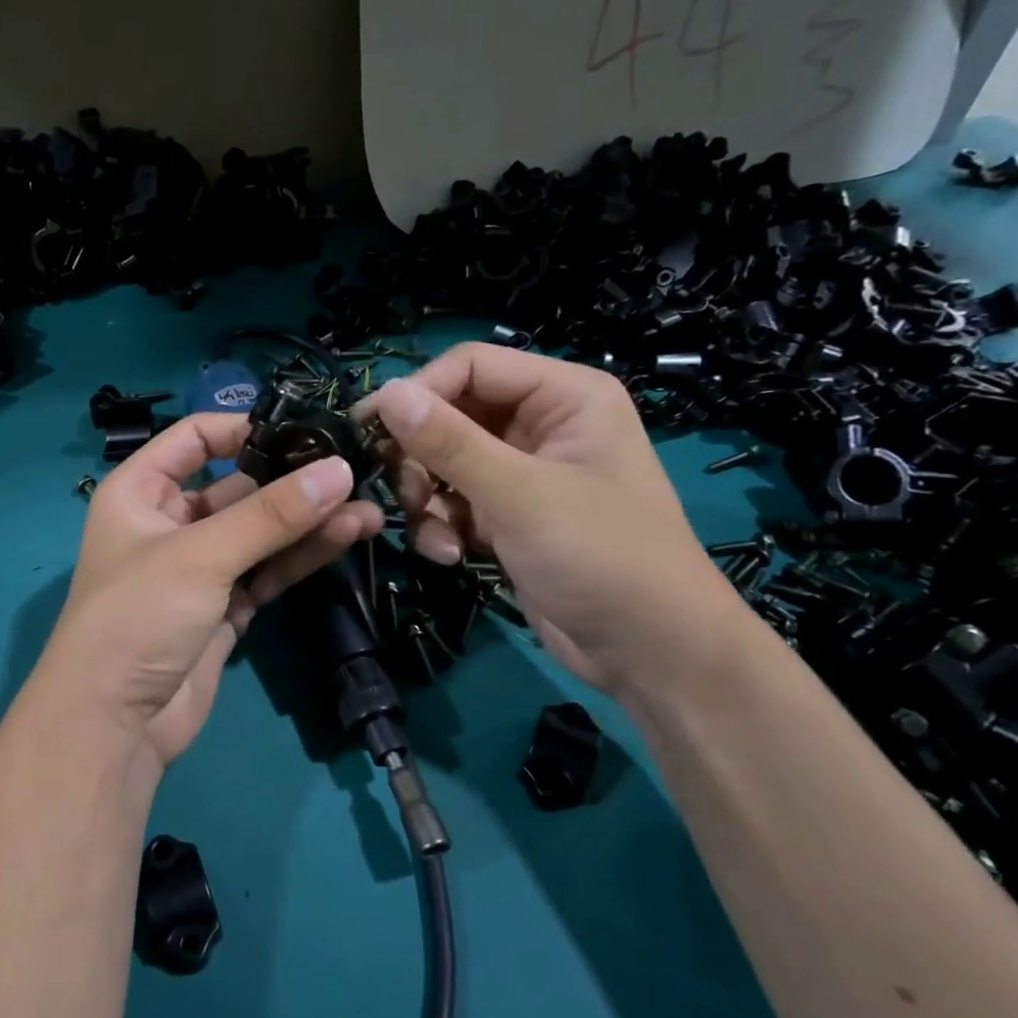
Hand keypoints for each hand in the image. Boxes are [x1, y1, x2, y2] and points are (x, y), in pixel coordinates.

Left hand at [30, 413, 383, 769]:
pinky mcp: (225, 608)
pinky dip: (301, 557)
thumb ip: (271, 514)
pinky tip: (346, 538)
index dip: (244, 429)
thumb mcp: (201, 555)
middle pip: (237, 488)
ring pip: (260, 533)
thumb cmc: (139, 616)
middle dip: (292, 482)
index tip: (302, 432)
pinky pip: (267, 571)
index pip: (194, 439)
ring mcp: (200, 568)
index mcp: (140, 492)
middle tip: (354, 473)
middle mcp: (169, 523)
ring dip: (308, 522)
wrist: (115, 724)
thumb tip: (340, 470)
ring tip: (368, 509)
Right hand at [362, 343, 742, 693]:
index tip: (369, 430)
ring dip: (427, 499)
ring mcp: (523, 473)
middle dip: (421, 457)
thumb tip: (385, 393)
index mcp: (563, 396)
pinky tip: (452, 556)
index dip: (419, 393)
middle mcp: (542, 424)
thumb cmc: (599, 556)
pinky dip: (443, 526)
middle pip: (451, 415)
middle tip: (405, 494)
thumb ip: (449, 442)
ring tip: (436, 537)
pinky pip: (454, 502)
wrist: (649, 651)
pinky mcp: (508, 516)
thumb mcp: (519, 495)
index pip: (470, 366)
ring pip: (444, 463)